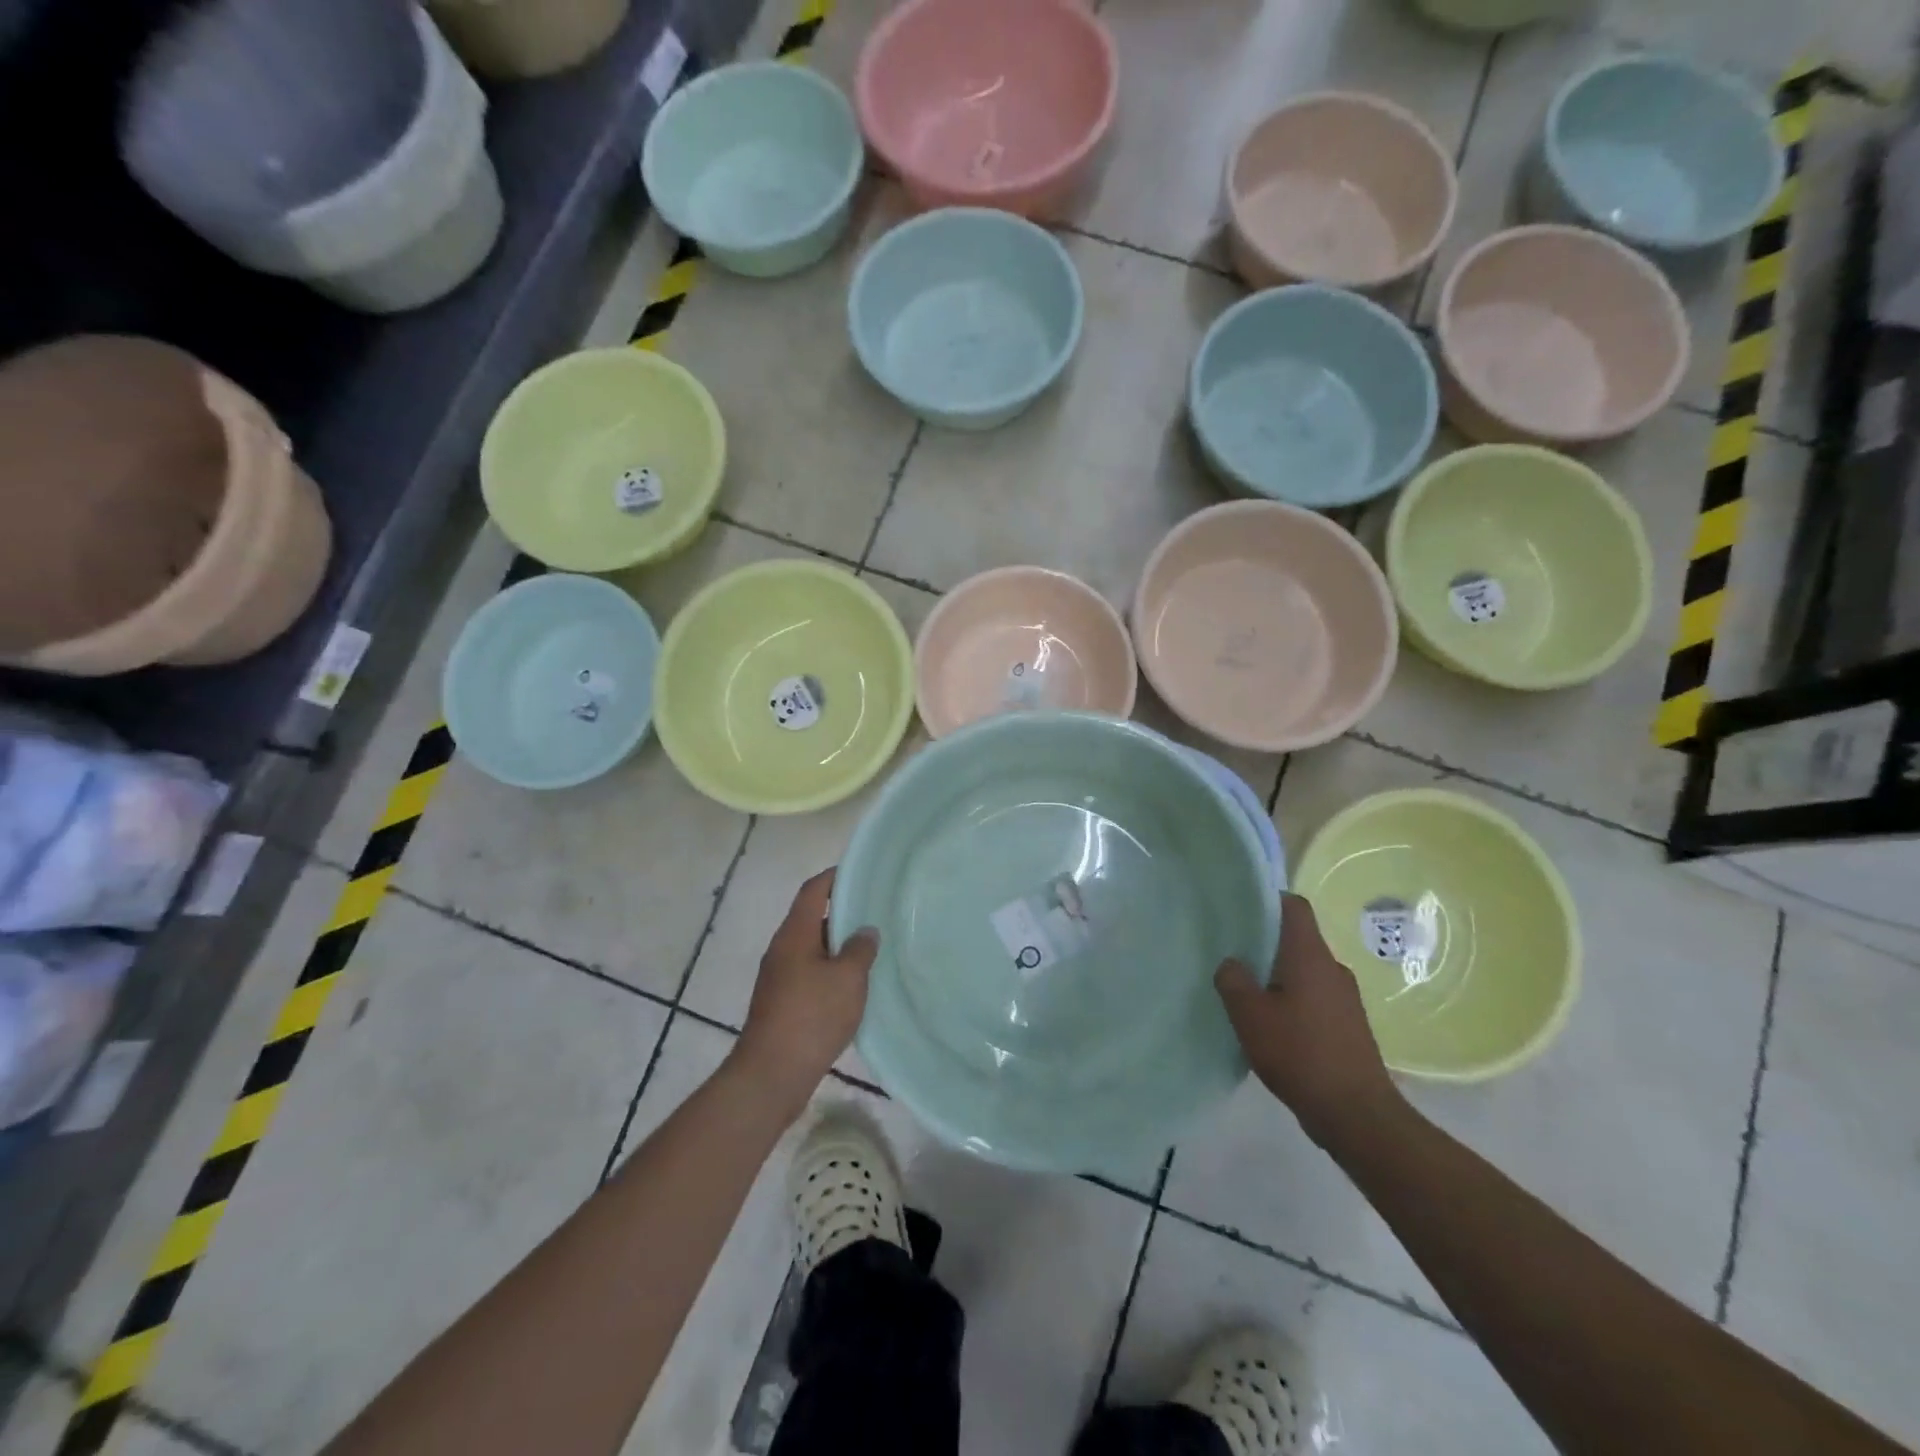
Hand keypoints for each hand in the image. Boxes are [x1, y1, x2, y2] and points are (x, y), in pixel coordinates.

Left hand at [733, 869, 878, 1115]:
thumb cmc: (812, 1016)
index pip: (813, 891)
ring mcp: (778, 977)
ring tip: (870, 951)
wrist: (771, 1074)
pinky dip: (830, 971)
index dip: (834, 877)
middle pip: (812, 918)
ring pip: (811, 949)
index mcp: (795, 934)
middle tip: (875, 913)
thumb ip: (860, 949)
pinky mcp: (780, 1002)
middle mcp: (782, 949)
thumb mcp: (848, 979)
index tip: (859, 872)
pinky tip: (852, 987)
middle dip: (842, 913)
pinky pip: (809, 973)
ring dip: (837, 946)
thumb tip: (864, 931)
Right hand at [1215, 893, 1399, 1148]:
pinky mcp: (1349, 1026)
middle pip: (1297, 940)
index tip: (1240, 909)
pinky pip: (1315, 998)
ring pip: (1305, 971)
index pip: (1294, 906)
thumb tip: (1232, 963)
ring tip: (1247, 994)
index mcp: (1310, 956)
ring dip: (1278, 977)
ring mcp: (1346, 999)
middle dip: (1266, 943)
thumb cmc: (1299, 1053)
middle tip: (1233, 954)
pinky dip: (1293, 1002)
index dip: (1268, 900)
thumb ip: (1233, 980)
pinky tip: (1272, 1026)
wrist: (1357, 1114)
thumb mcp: (1249, 1015)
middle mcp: (1333, 969)